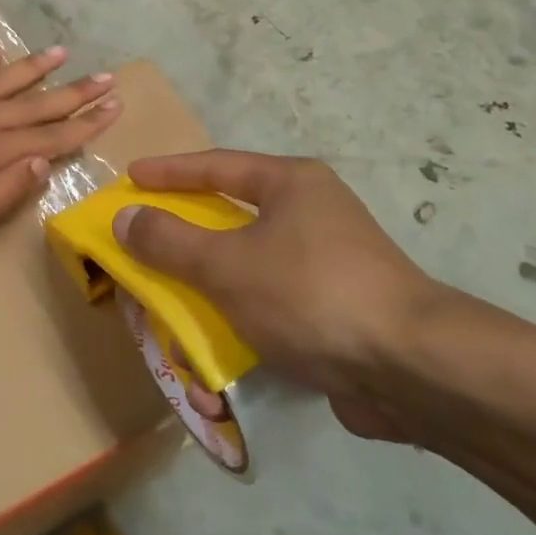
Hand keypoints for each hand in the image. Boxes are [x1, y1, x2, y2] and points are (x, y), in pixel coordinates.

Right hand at [113, 151, 446, 440]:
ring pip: (248, 266)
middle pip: (231, 217)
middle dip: (185, 235)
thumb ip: (170, 241)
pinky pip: (269, 303)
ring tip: (171, 301)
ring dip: (208, 286)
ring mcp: (327, 263)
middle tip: (145, 241)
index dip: (169, 172)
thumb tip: (125, 217)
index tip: (131, 178)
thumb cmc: (310, 293)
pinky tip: (214, 347)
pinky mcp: (334, 310)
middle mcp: (312, 214)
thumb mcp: (227, 264)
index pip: (217, 166)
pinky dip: (237, 318)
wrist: (409, 368)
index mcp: (292, 184)